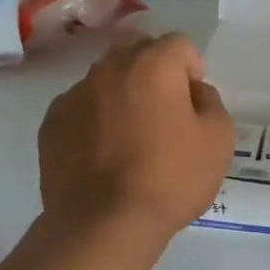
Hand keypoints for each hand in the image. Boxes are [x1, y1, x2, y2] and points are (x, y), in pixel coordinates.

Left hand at [38, 33, 235, 237]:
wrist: (103, 224)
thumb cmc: (170, 179)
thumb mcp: (218, 140)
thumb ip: (211, 102)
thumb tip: (193, 92)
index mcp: (153, 65)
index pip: (179, 44)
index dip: (192, 70)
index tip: (193, 104)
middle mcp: (109, 69)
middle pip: (138, 55)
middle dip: (155, 76)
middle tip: (165, 117)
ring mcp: (74, 95)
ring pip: (106, 81)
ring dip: (123, 97)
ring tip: (131, 139)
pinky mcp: (51, 124)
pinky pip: (81, 108)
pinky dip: (95, 121)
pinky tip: (103, 155)